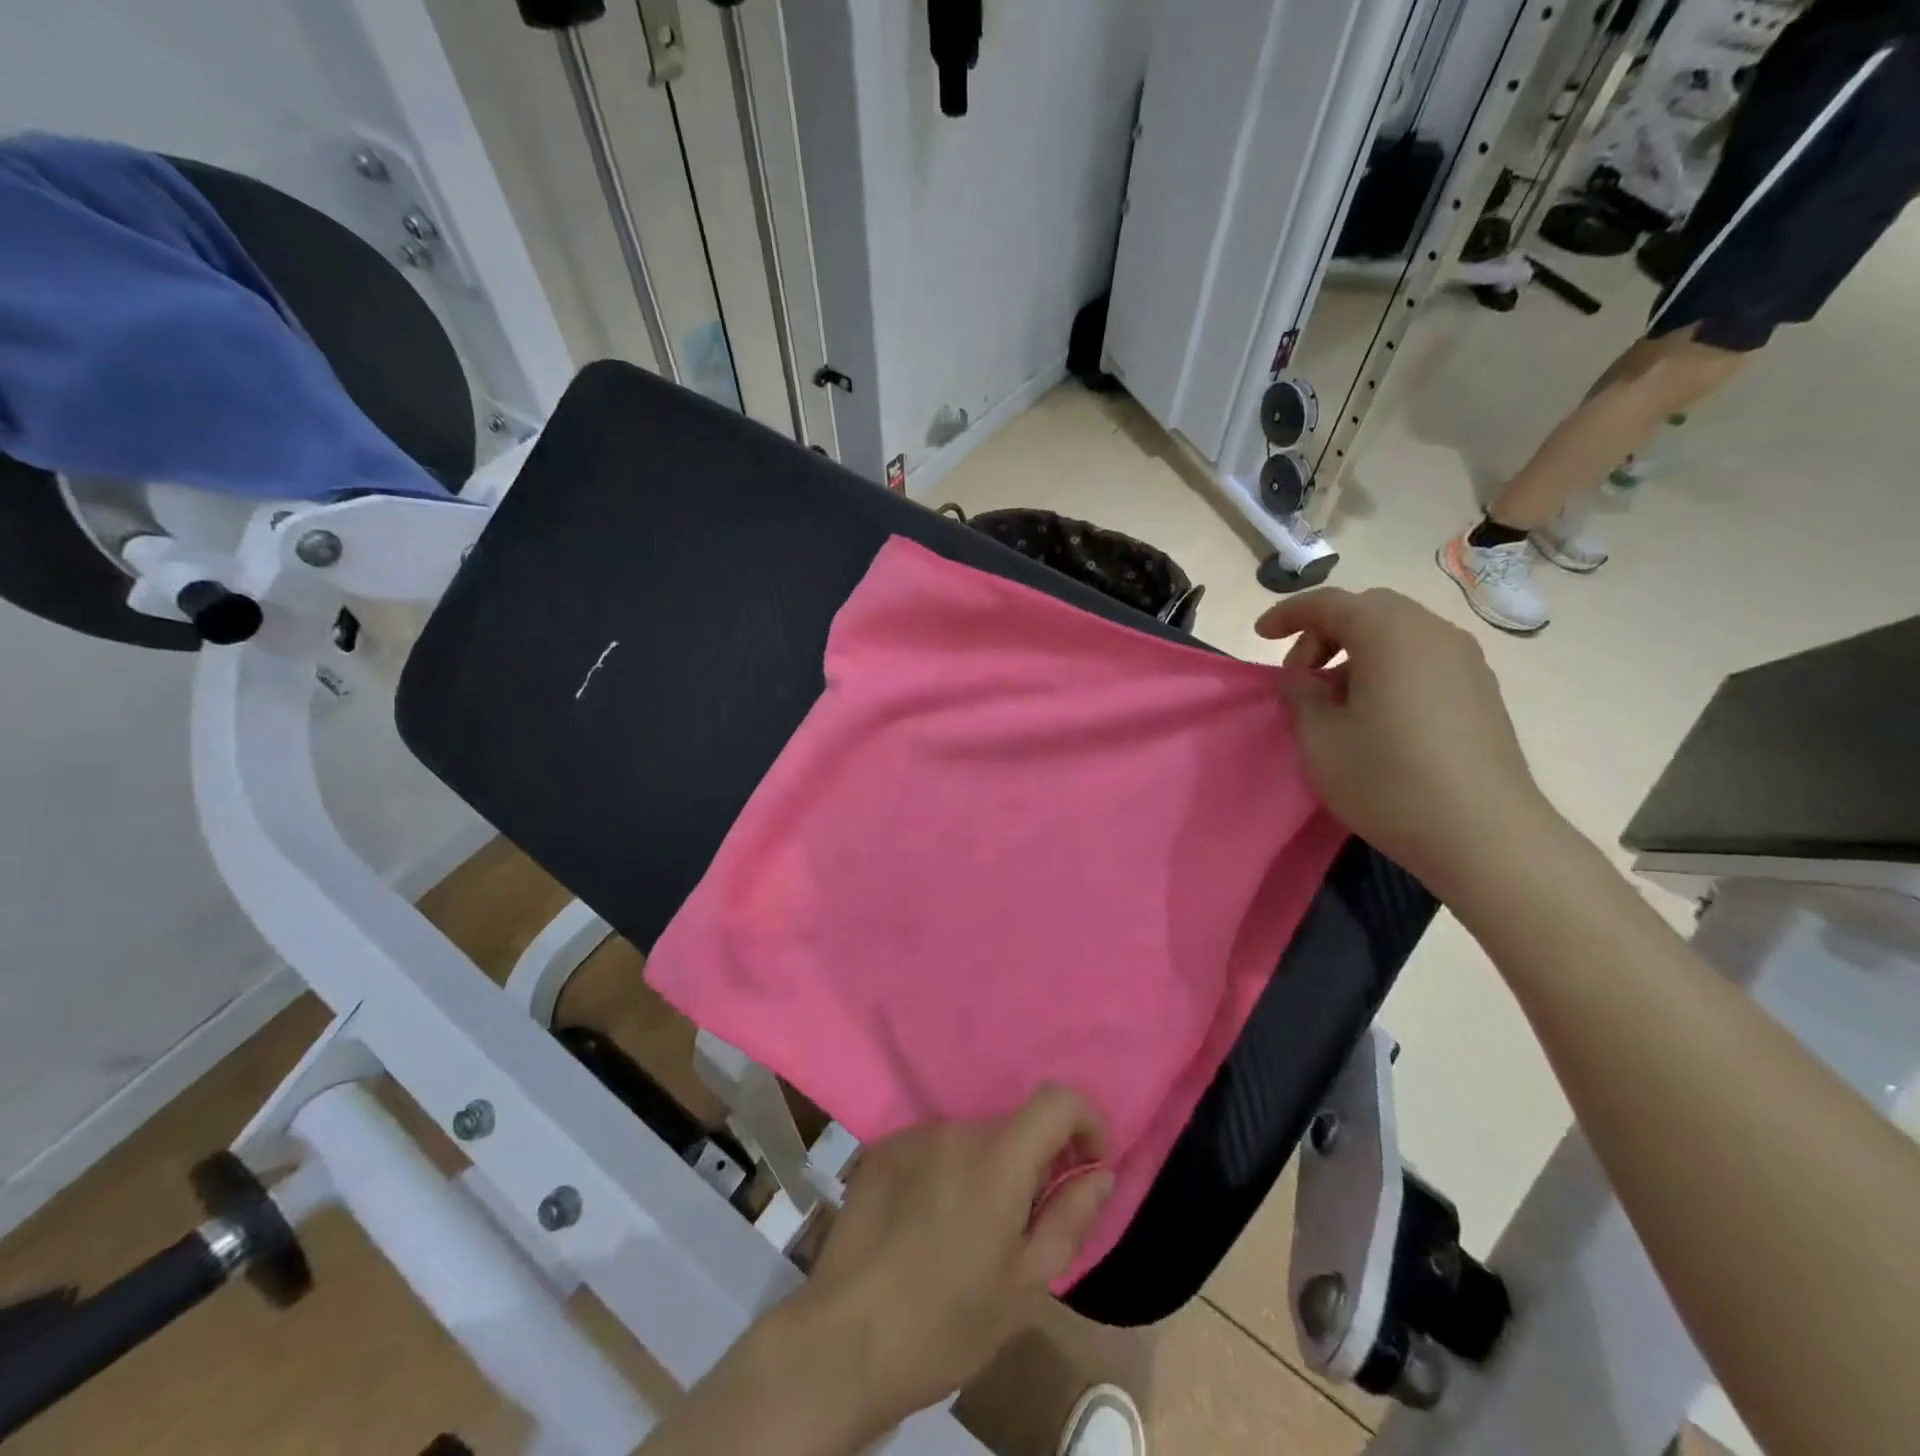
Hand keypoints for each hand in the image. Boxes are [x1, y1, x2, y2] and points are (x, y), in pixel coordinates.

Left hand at [788, 1087, 1113, 1434]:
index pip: (1056, 1099)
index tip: (1088, 1162)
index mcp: (997, 1159)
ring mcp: (913, 1135)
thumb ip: (1070, 1218)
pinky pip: (933, 1148)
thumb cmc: (947, 1323)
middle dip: (1032, 1163)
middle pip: (1012, 1127)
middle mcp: (955, 1130)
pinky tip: (927, 1225)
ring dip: (986, 1170)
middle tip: (1022, 1224)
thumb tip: (1100, 1172)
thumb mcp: (1026, 1285)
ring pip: (972, 1139)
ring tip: (968, 1234)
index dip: (1086, 1119)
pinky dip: (947, 1172)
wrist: (844, 1341)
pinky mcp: (882, 1149)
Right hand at [1258, 587, 1560, 901]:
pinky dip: (1388, 668)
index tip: (1260, 637)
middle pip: (1368, 610)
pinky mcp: (1480, 691)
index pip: (1329, 603)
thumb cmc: (1387, 779)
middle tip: (1301, 674)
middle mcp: (1433, 633)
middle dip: (1325, 632)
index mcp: (1390, 633)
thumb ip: (1300, 694)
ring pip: (1398, 634)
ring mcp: (1465, 661)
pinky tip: (1375, 714)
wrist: (1483, 834)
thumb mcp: (1319, 737)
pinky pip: (1422, 658)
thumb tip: (1304, 677)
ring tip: (1335, 700)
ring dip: (1357, 652)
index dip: (1288, 614)